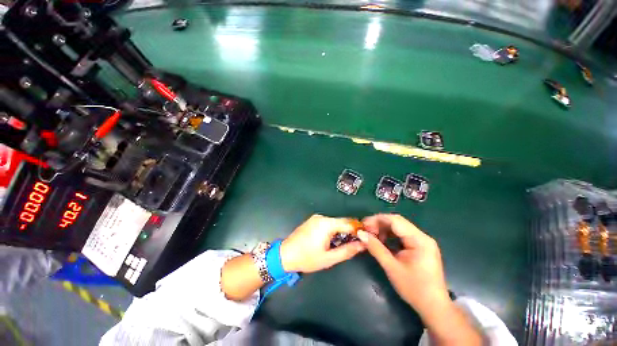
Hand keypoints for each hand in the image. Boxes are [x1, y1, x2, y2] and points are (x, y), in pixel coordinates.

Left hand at [281, 214, 365, 272]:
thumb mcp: (329, 258)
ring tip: (346, 243)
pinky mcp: (313, 221)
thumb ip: (347, 251)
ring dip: (342, 231)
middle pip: (342, 221)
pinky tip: (333, 240)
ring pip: (335, 222)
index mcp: (326, 224)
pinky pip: (328, 223)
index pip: (348, 223)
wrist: (285, 254)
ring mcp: (316, 218)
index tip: (366, 238)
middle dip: (351, 231)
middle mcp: (322, 217)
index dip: (358, 230)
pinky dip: (334, 230)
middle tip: (357, 243)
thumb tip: (362, 245)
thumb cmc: (307, 258)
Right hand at [358, 214, 449, 315]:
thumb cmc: (414, 288)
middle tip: (366, 231)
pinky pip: (402, 235)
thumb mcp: (391, 267)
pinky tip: (383, 241)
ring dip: (384, 229)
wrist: (434, 307)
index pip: (395, 221)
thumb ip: (375, 248)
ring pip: (399, 227)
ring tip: (373, 236)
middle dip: (379, 224)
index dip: (377, 219)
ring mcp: (423, 241)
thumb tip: (360, 234)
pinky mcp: (421, 246)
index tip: (363, 224)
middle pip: (397, 222)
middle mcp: (422, 236)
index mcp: (419, 240)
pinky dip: (390, 235)